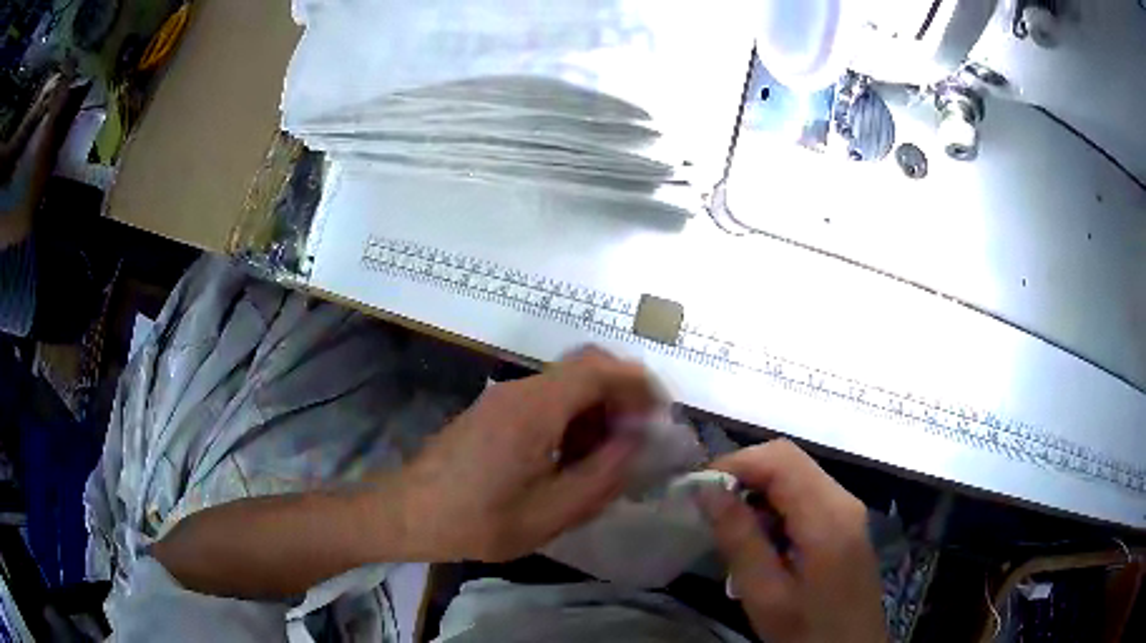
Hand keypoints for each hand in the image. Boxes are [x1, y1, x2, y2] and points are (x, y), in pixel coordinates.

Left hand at [393, 347, 654, 561]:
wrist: (408, 513)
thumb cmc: (478, 520)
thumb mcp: (551, 512)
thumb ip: (603, 475)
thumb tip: (637, 442)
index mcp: (536, 408)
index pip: (600, 368)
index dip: (639, 383)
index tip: (660, 414)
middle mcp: (520, 391)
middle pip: (585, 369)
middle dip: (621, 398)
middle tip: (636, 440)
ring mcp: (502, 399)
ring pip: (566, 386)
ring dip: (595, 411)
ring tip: (605, 458)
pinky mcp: (492, 413)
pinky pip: (544, 402)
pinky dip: (570, 420)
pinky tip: (569, 459)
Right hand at [701, 440, 886, 642]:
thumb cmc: (807, 632)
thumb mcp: (765, 594)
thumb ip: (739, 539)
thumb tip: (707, 490)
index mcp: (828, 516)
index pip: (780, 458)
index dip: (736, 463)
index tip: (699, 491)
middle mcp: (843, 500)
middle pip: (790, 459)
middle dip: (745, 474)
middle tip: (710, 508)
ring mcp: (849, 510)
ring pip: (797, 474)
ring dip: (759, 491)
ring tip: (732, 528)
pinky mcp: (847, 522)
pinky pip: (807, 495)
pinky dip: (776, 505)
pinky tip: (762, 539)